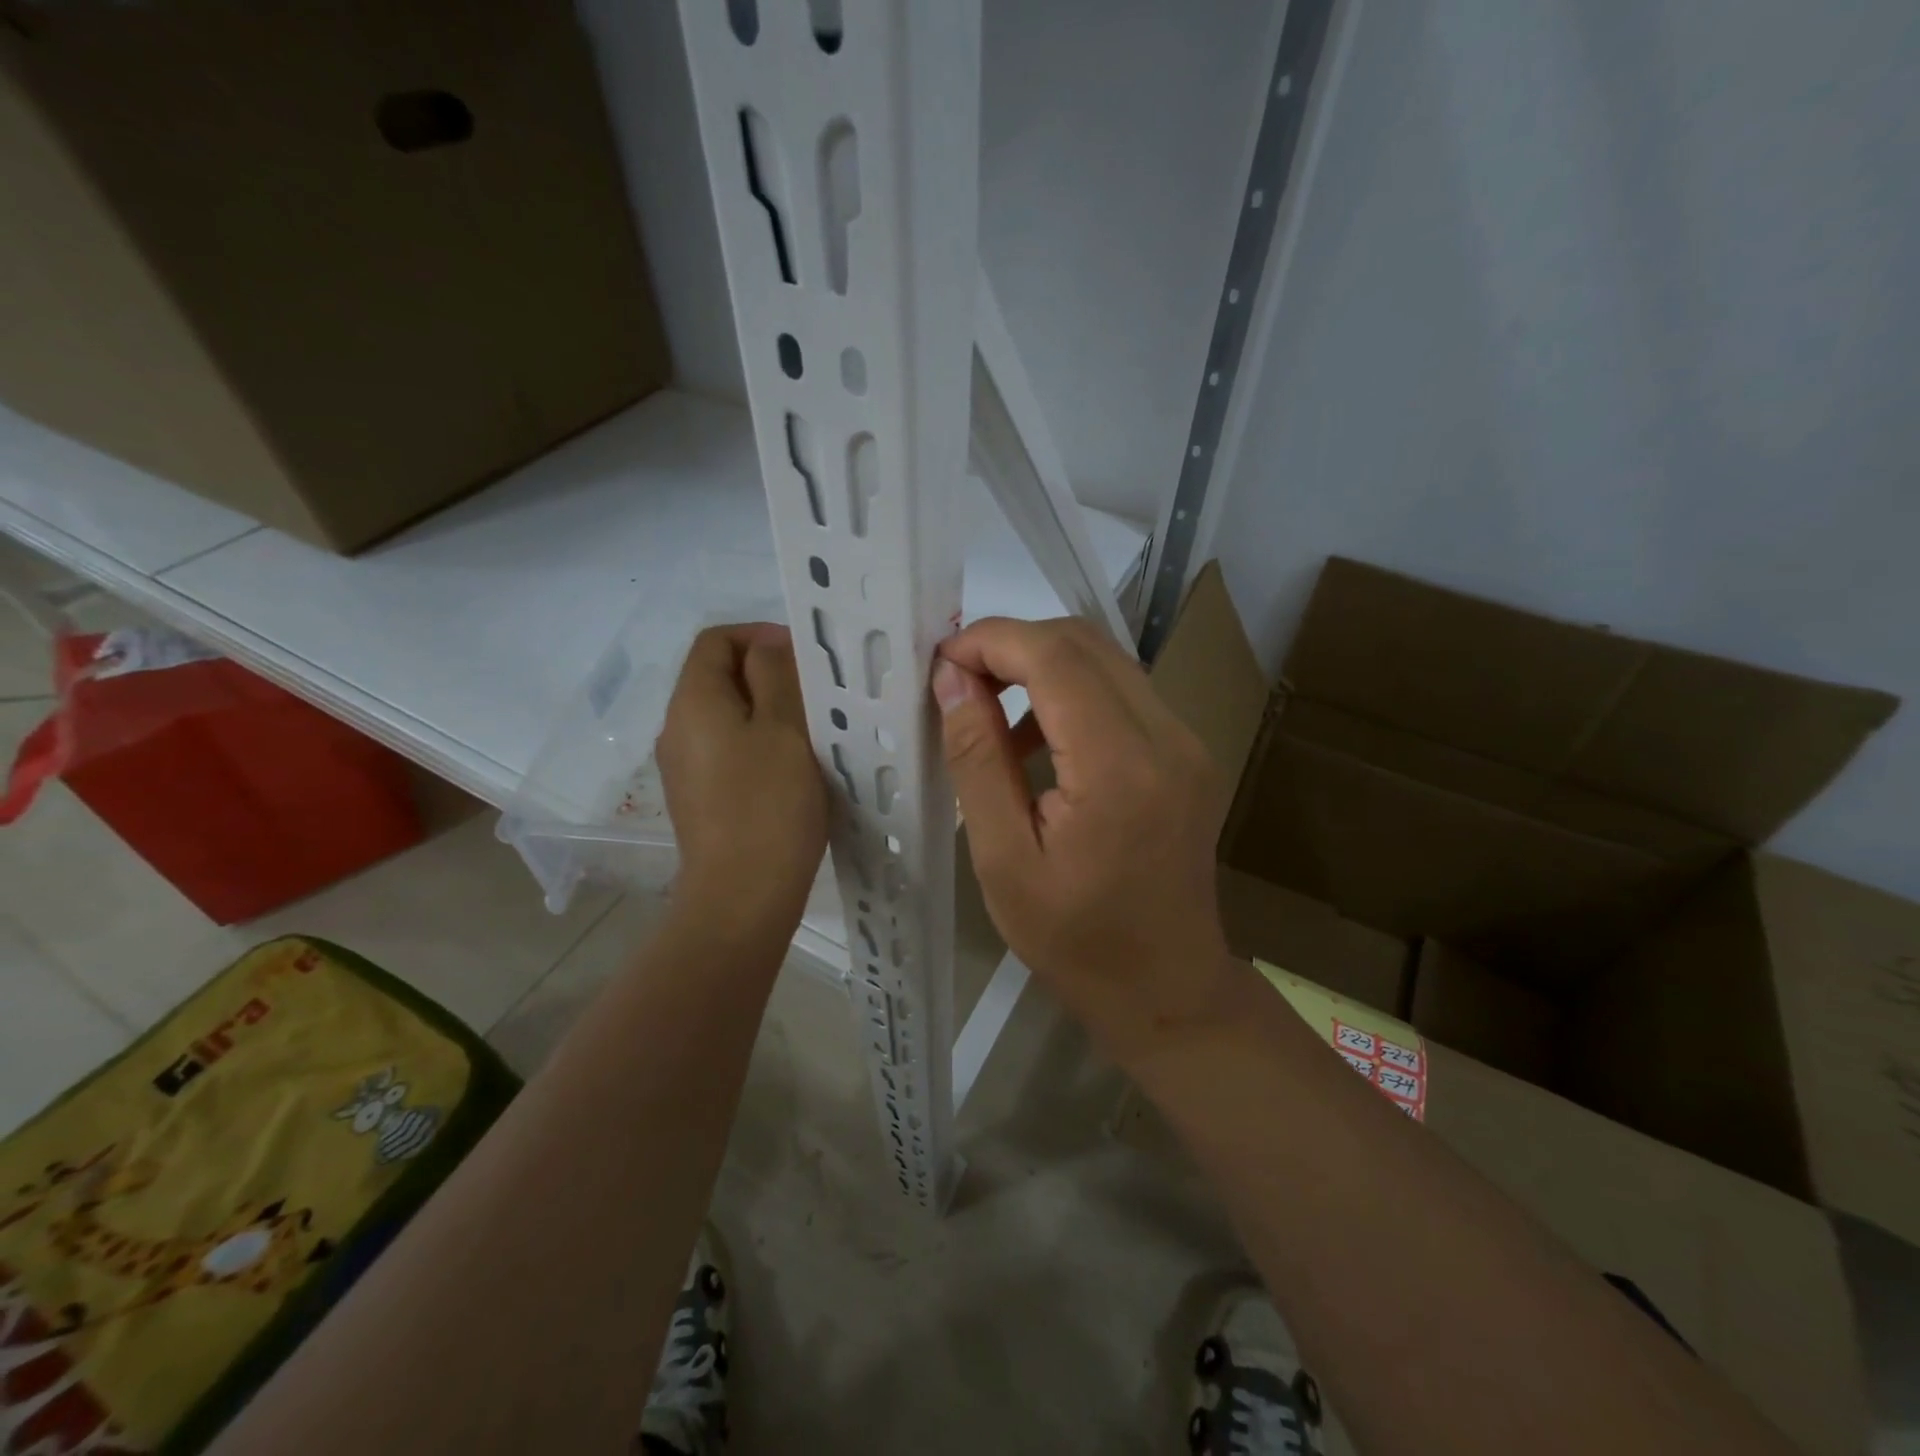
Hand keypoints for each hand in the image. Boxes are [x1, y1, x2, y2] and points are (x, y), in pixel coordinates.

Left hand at [656, 624, 827, 934]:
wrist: (742, 896)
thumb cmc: (769, 805)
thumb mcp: (784, 728)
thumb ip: (776, 675)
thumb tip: (768, 646)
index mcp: (693, 701)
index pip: (716, 640)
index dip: (760, 635)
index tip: (805, 657)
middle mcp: (677, 728)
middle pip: (719, 676)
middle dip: (769, 674)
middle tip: (817, 694)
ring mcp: (685, 767)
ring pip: (727, 716)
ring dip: (768, 711)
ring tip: (813, 730)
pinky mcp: (699, 798)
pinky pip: (728, 750)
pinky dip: (759, 744)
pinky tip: (793, 768)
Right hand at [932, 618, 1235, 1064]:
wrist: (1167, 988)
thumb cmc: (1074, 940)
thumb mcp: (1004, 858)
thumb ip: (978, 759)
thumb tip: (952, 678)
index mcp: (1119, 768)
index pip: (1055, 657)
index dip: (992, 641)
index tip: (942, 661)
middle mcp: (1167, 738)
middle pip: (1084, 643)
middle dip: (1013, 645)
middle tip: (958, 682)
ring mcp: (1187, 742)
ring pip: (1106, 660)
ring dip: (1041, 667)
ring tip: (989, 714)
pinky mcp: (1188, 753)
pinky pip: (1123, 693)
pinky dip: (1072, 694)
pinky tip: (1038, 742)